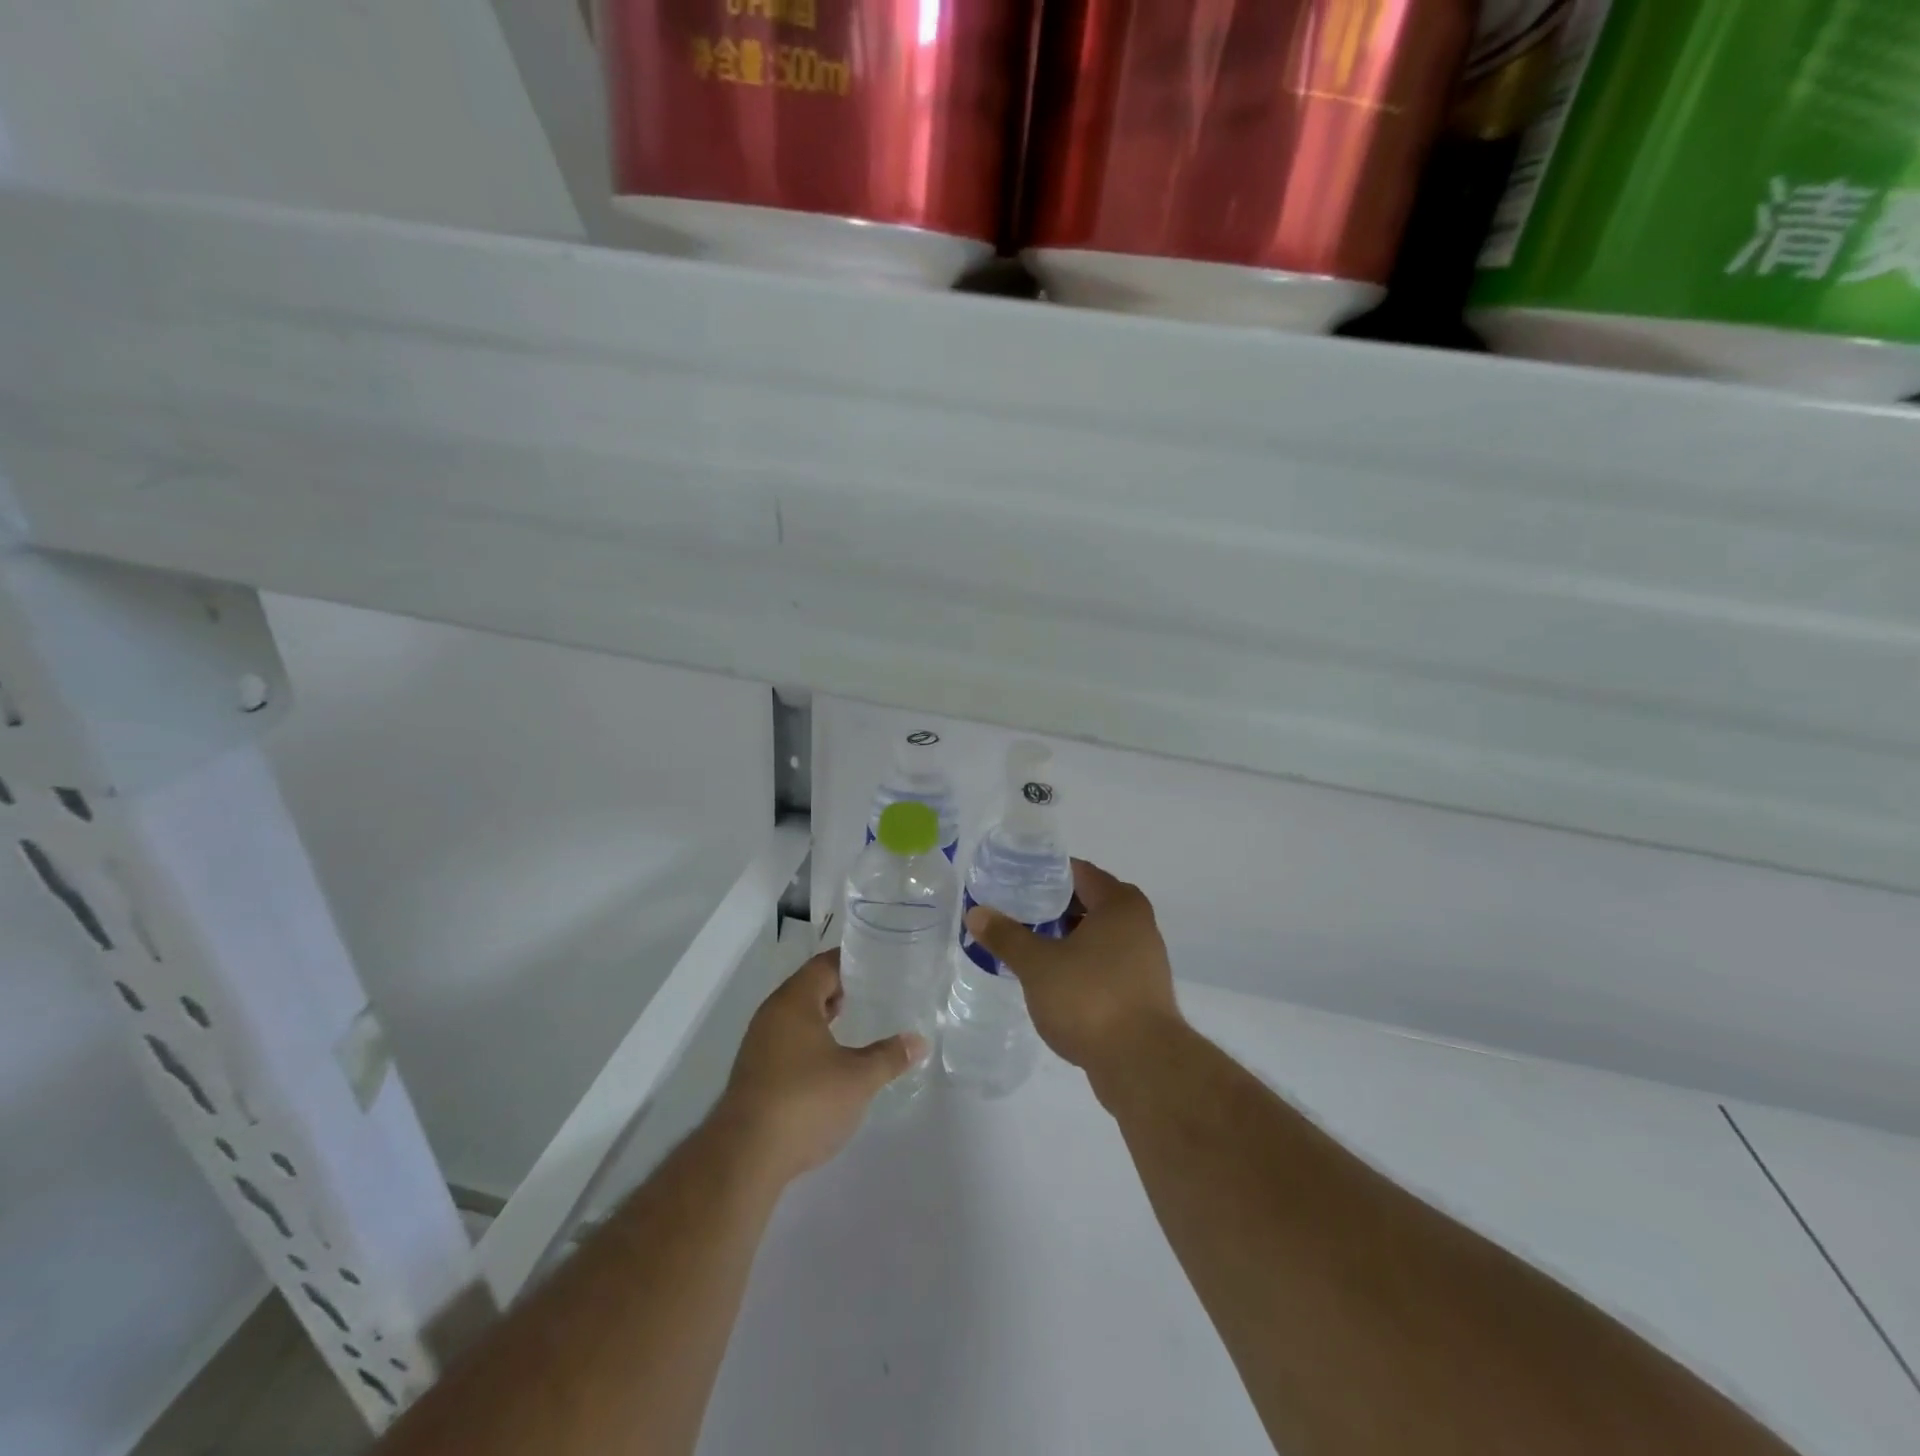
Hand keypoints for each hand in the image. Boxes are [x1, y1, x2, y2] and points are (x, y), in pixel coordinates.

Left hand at [717, 950, 926, 1184]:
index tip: (878, 964)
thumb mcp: (858, 1079)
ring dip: (823, 1017)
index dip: (851, 961)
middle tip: (874, 994)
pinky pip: (787, 1041)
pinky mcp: (754, 1073)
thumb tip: (919, 1041)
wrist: (745, 1157)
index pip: (824, 965)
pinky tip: (830, 1062)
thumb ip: (889, 1056)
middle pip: (808, 987)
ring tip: (856, 1025)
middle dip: (839, 989)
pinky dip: (810, 1041)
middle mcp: (772, 1014)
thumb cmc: (805, 1101)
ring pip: (796, 1016)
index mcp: (794, 1001)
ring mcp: (758, 1044)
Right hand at [963, 859, 1181, 1088]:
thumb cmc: (1090, 999)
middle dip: (1052, 907)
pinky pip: (1104, 963)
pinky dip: (1080, 963)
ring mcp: (1145, 959)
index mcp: (1119, 904)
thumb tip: (976, 913)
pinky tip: (1052, 978)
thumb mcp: (1037, 965)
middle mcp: (1139, 924)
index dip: (1044, 873)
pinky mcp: (1142, 992)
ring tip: (1027, 943)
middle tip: (1014, 912)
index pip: (1078, 872)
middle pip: (1089, 902)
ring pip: (1097, 935)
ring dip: (1066, 937)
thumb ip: (1006, 936)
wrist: (1142, 1064)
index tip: (1013, 880)